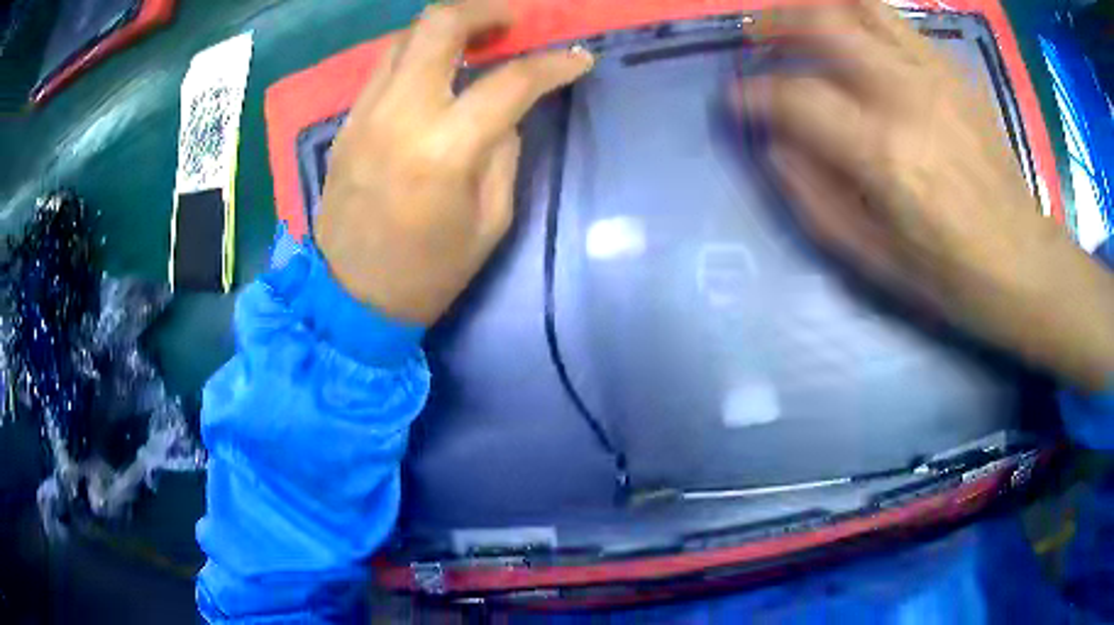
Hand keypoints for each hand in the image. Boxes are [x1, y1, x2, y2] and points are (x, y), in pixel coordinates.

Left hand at [317, 0, 592, 324]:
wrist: (350, 297)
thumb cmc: (429, 272)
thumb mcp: (491, 221)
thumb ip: (503, 152)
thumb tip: (505, 112)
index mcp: (444, 149)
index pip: (510, 81)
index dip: (554, 64)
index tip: (579, 59)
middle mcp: (399, 115)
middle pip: (438, 26)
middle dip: (484, 12)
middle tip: (513, 23)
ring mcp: (364, 114)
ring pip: (405, 37)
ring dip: (447, 28)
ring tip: (478, 39)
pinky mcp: (346, 122)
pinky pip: (385, 67)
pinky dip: (418, 55)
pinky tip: (438, 70)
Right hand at [732, 0, 1113, 389]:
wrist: (1026, 265)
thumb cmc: (951, 277)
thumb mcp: (872, 260)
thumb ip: (812, 197)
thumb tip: (774, 145)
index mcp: (885, 155)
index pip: (795, 96)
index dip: (751, 93)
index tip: (733, 100)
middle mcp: (907, 95)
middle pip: (822, 21)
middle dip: (773, 21)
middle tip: (754, 39)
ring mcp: (937, 76)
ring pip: (860, 4)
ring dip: (818, 8)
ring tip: (802, 28)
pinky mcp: (956, 74)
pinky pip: (896, 23)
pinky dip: (862, 22)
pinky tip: (857, 48)